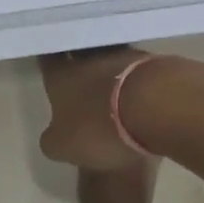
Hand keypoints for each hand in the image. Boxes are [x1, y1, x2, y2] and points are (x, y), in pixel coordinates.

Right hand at [38, 48, 155, 171]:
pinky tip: (140, 98)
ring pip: (110, 60)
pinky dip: (136, 82)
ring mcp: (123, 56)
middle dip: (79, 66)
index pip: (47, 61)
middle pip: (80, 56)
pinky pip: (137, 71)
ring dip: (110, 73)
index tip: (48, 66)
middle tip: (80, 82)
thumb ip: (54, 140)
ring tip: (114, 94)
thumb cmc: (100, 126)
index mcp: (61, 76)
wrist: (156, 105)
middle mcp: (88, 59)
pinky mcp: (153, 63)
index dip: (47, 63)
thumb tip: (53, 137)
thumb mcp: (64, 146)